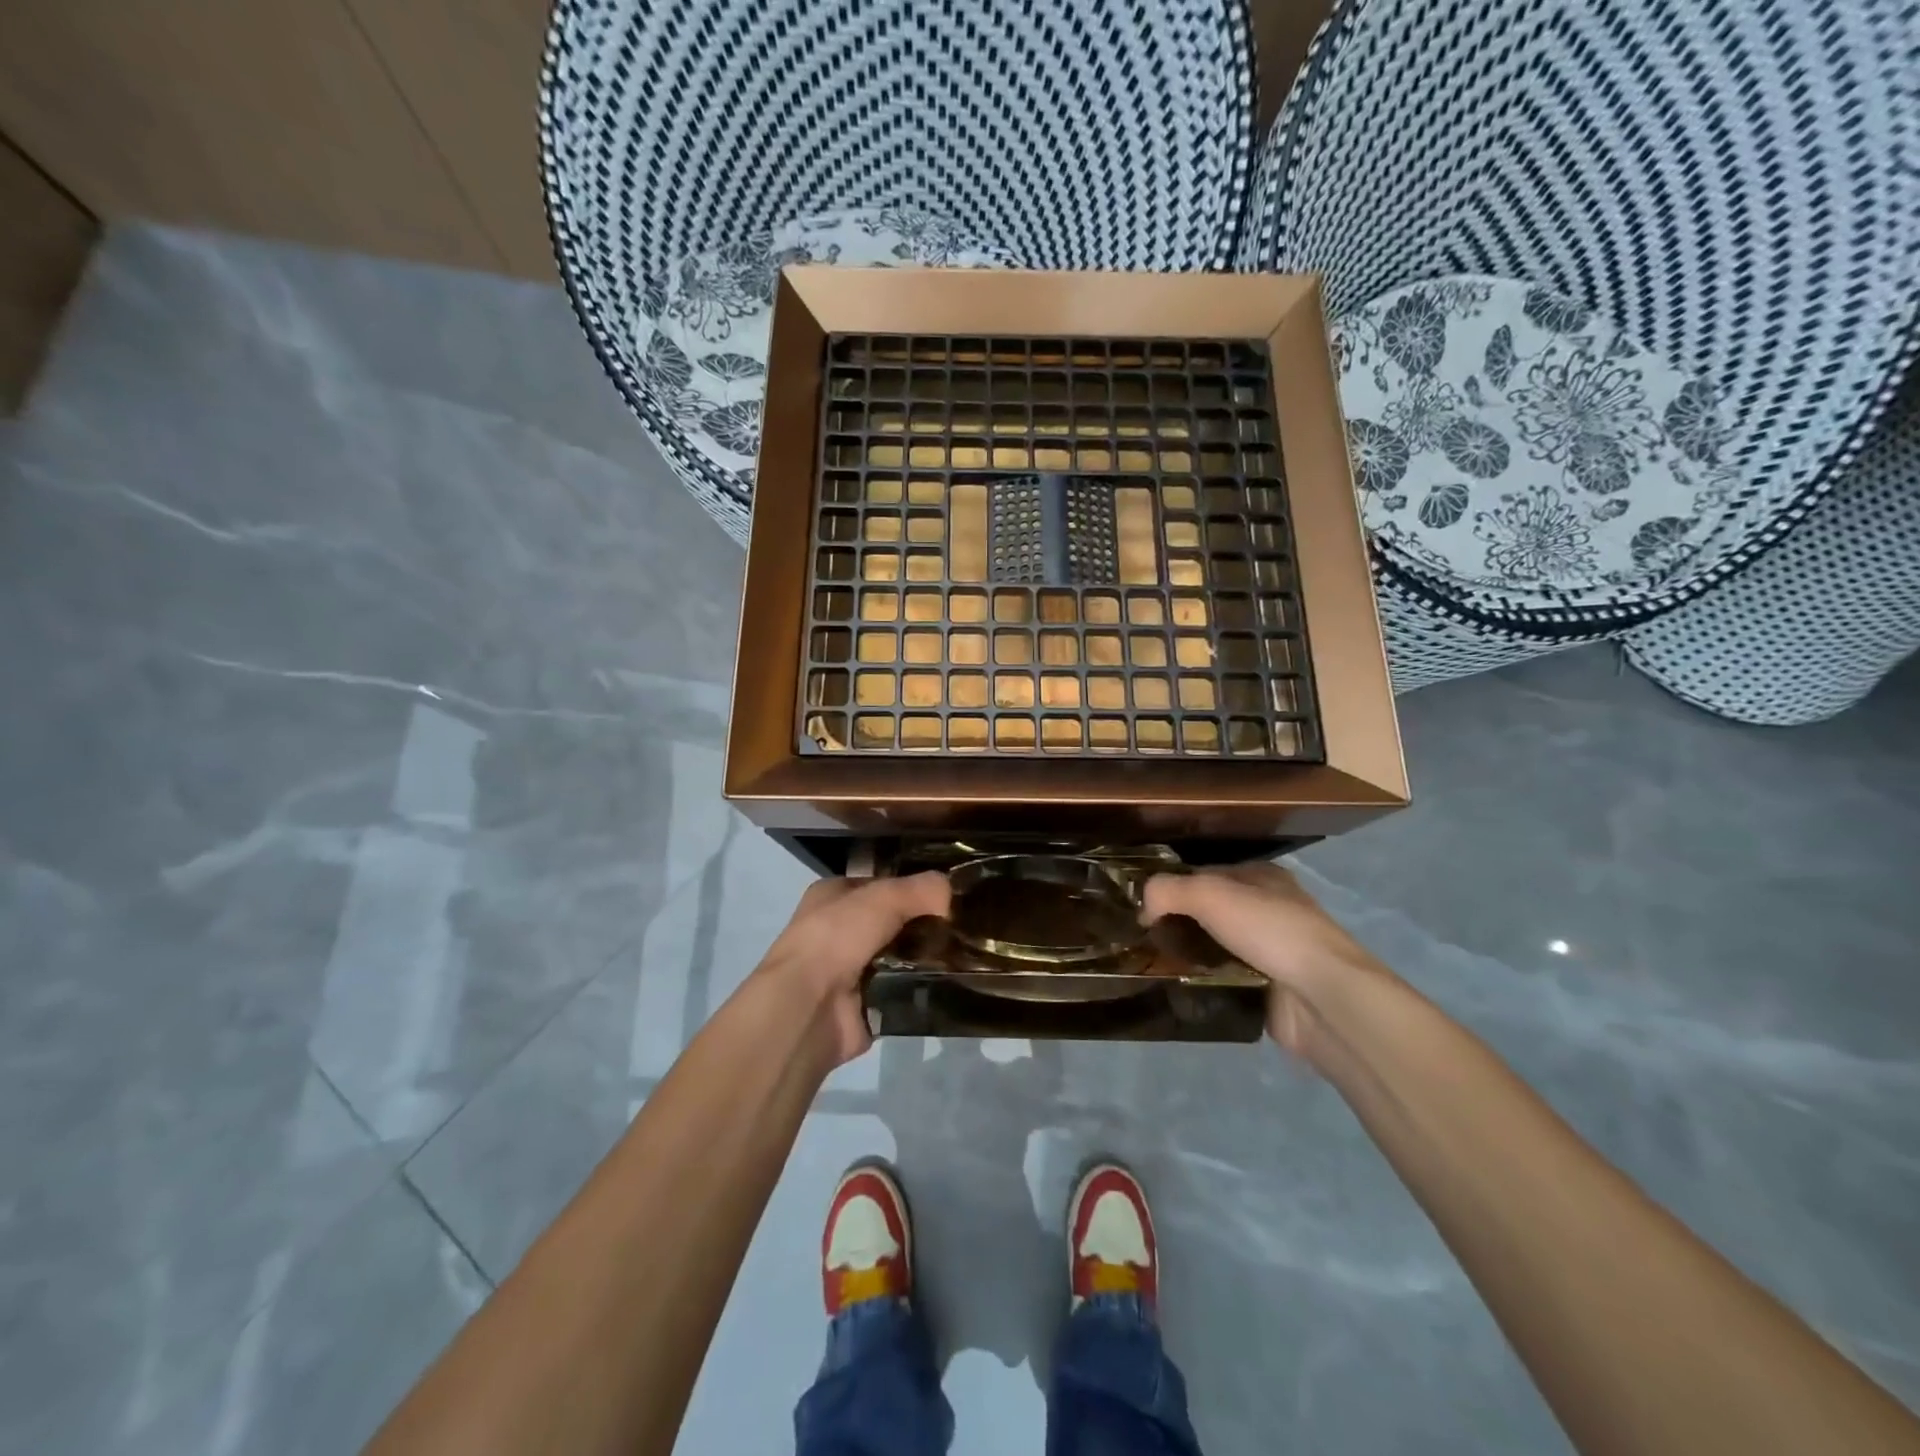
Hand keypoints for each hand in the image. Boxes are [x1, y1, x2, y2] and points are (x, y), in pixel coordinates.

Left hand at [755, 872, 950, 1066]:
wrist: (808, 1007)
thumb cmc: (836, 938)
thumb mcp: (883, 898)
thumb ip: (921, 889)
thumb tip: (952, 891)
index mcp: (832, 897)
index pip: (880, 885)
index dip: (912, 887)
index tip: (948, 893)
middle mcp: (838, 932)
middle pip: (893, 922)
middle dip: (923, 924)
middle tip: (963, 925)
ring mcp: (850, 972)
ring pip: (901, 957)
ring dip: (926, 957)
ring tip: (966, 953)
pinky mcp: (865, 1006)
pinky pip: (903, 991)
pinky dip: (922, 989)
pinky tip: (951, 982)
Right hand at [1142, 862, 1391, 1066]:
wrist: (1323, 997)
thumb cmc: (1269, 931)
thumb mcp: (1209, 894)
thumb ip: (1167, 890)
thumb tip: (1141, 907)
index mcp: (1260, 877)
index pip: (1203, 874)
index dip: (1170, 886)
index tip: (1138, 906)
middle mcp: (1266, 910)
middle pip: (1206, 912)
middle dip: (1175, 923)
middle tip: (1138, 938)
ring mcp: (1269, 952)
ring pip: (1212, 947)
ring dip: (1185, 954)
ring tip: (1147, 964)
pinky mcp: (1266, 988)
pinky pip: (1222, 980)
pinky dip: (1201, 982)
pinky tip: (1174, 986)